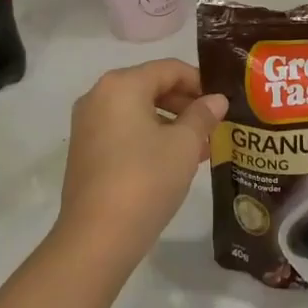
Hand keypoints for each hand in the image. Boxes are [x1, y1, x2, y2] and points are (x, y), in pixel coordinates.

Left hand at [57, 59, 227, 271]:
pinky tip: (173, 161)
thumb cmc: (145, 179)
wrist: (97, 238)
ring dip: (170, 123)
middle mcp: (98, 96)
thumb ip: (203, 116)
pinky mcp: (84, 151)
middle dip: (185, 104)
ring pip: (138, 111)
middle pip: (151, 86)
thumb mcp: (184, 145)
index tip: (222, 103)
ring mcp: (87, 124)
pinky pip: (123, 131)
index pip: (170, 69)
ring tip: (200, 147)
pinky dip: (149, 137)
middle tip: (214, 126)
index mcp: (122, 84)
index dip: (200, 82)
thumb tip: (216, 100)